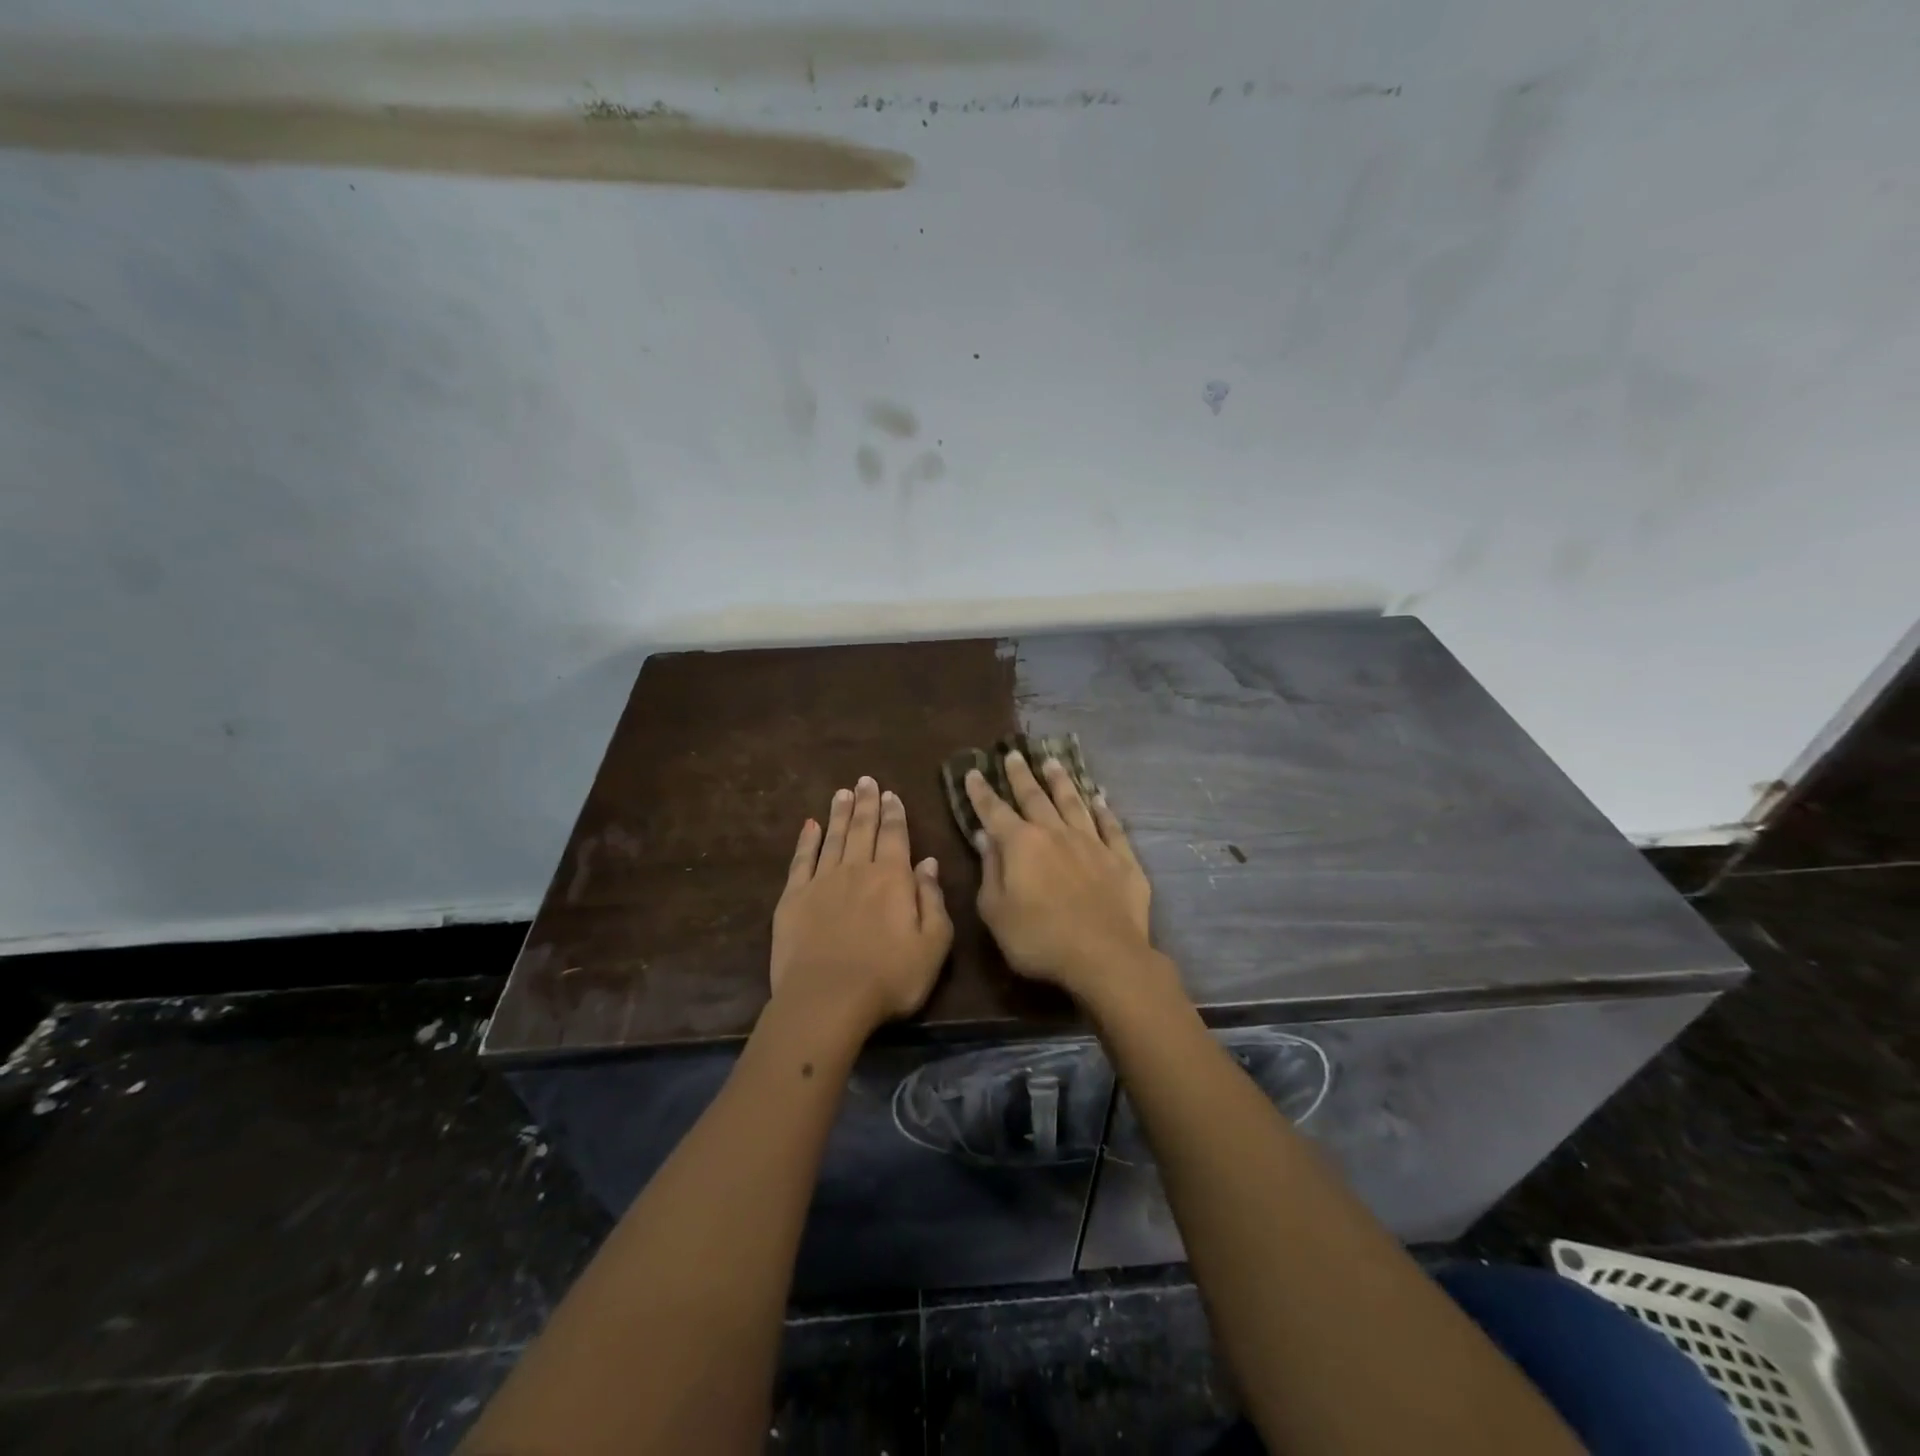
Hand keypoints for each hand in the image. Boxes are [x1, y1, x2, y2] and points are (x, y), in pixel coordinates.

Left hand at [770, 776, 953, 1037]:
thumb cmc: (890, 977)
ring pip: (833, 838)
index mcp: (892, 878)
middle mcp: (857, 870)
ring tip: (842, 793)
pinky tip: (809, 826)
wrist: (827, 1000)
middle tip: (865, 780)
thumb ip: (933, 900)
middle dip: (866, 803)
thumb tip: (929, 863)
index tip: (890, 793)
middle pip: (862, 828)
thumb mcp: (933, 944)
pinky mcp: (793, 898)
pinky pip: (801, 860)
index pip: (895, 836)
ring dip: (839, 814)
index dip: (894, 813)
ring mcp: (822, 881)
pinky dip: (806, 840)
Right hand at [965, 749, 1159, 1005]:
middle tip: (1015, 754)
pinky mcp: (1121, 858)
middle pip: (1035, 797)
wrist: (1104, 956)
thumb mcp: (996, 912)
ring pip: (1074, 803)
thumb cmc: (1039, 939)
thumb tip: (985, 838)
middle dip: (1021, 776)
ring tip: (1053, 762)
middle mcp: (1055, 833)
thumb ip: (990, 871)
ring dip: (1062, 782)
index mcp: (1020, 844)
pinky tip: (1100, 798)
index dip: (982, 792)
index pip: (994, 811)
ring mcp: (1091, 843)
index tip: (974, 771)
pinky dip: (1104, 810)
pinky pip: (1111, 826)